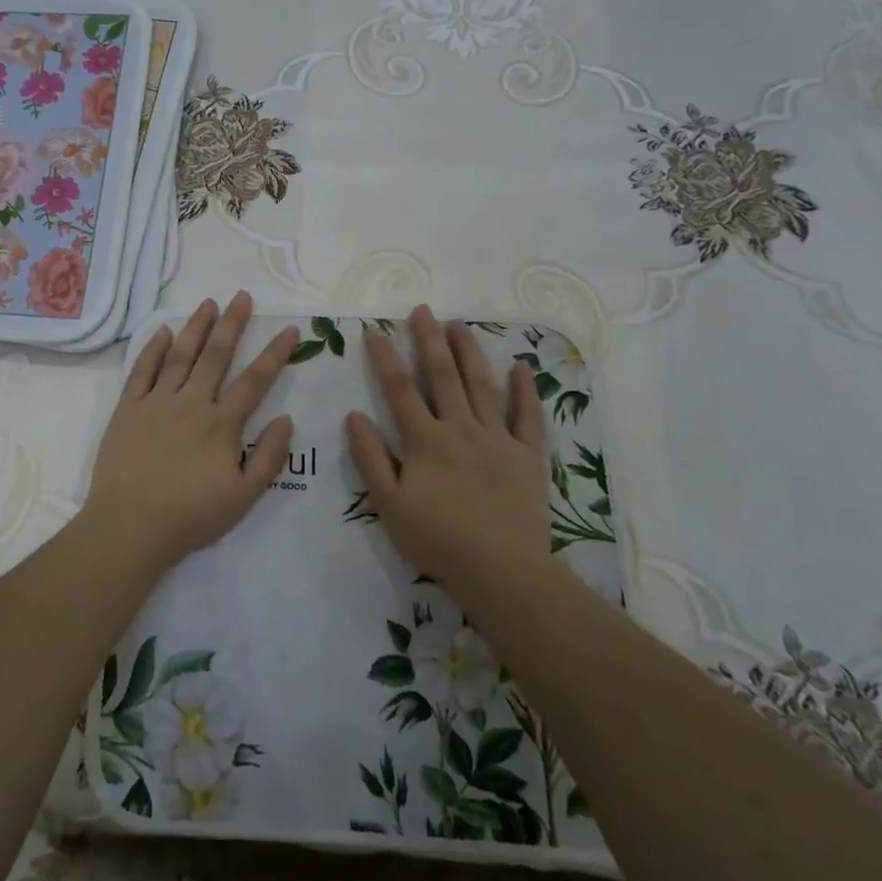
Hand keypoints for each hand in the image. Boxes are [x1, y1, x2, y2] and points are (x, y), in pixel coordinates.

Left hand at [85, 292, 296, 570]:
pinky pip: (141, 370)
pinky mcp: (127, 409)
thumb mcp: (243, 497)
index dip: (275, 354)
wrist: (129, 526)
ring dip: (196, 327)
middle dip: (232, 324)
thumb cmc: (190, 516)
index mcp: (221, 424)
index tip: (290, 330)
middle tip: (242, 296)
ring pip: (180, 355)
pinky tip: (163, 330)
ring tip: (208, 303)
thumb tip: (287, 419)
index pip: (254, 381)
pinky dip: (152, 348)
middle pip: (216, 356)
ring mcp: (156, 402)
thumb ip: (269, 457)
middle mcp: (191, 403)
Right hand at [345, 305, 552, 582]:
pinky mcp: (527, 456)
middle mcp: (461, 429)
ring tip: (460, 326)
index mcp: (425, 440)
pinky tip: (520, 367)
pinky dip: (524, 391)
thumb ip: (371, 458)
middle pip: (443, 376)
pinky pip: (527, 417)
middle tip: (423, 311)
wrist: (500, 570)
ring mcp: (498, 439)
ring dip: (470, 353)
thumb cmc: (437, 539)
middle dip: (429, 340)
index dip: (385, 358)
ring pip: (483, 386)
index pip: (400, 389)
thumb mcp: (389, 503)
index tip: (375, 331)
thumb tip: (353, 415)